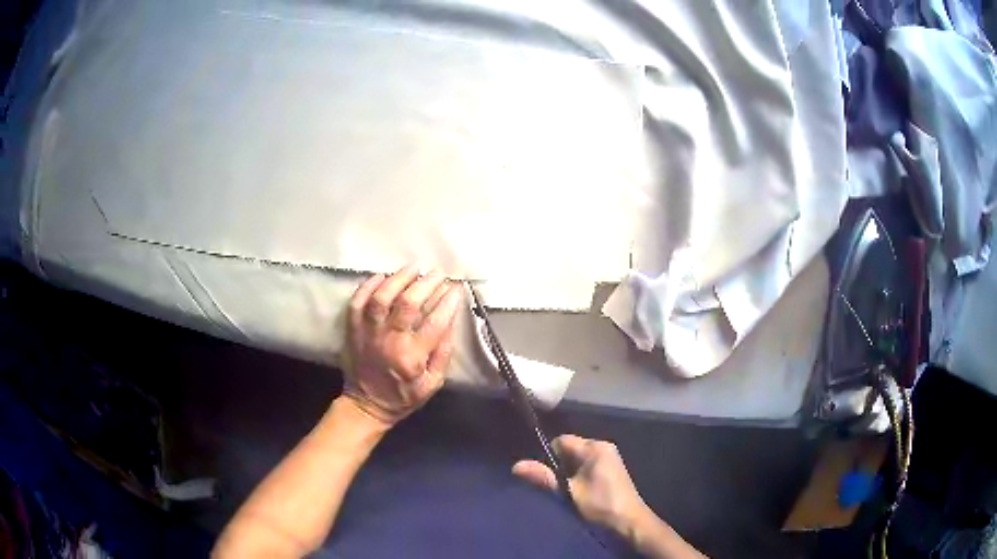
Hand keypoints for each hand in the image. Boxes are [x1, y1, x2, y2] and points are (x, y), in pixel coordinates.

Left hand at [344, 264, 463, 427]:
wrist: (366, 405)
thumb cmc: (404, 396)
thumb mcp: (433, 383)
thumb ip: (443, 353)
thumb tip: (451, 320)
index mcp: (411, 357)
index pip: (435, 322)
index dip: (448, 301)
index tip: (457, 288)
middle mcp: (389, 341)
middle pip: (408, 303)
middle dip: (427, 284)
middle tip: (438, 273)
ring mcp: (368, 333)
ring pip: (381, 297)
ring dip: (398, 278)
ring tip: (414, 267)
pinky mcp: (353, 329)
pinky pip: (357, 302)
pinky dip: (368, 286)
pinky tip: (382, 276)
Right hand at [513, 435, 647, 535]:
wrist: (629, 522)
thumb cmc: (600, 505)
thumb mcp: (569, 492)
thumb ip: (544, 477)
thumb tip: (516, 465)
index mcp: (594, 447)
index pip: (561, 441)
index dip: (549, 455)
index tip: (545, 475)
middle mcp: (603, 447)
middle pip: (570, 449)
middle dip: (560, 465)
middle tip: (556, 486)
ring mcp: (610, 458)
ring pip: (578, 459)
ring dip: (569, 472)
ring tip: (568, 491)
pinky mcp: (612, 469)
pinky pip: (588, 465)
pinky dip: (580, 476)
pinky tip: (580, 492)